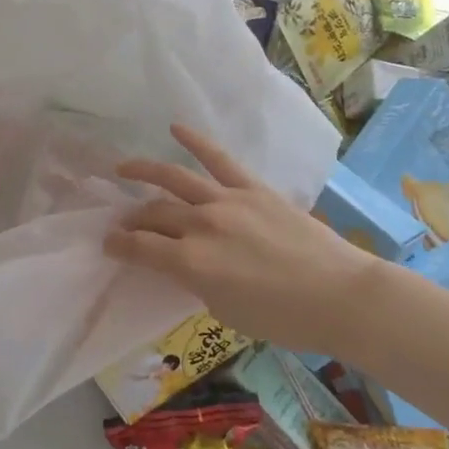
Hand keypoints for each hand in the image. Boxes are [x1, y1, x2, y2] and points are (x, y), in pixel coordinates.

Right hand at [105, 124, 378, 354]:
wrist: (339, 297)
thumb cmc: (283, 319)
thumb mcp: (225, 310)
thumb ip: (196, 281)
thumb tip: (183, 262)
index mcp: (191, 262)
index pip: (140, 247)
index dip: (118, 245)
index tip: (108, 244)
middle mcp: (201, 225)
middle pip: (154, 214)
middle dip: (132, 219)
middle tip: (122, 222)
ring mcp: (227, 200)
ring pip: (175, 178)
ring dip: (144, 171)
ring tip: (124, 168)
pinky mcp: (252, 188)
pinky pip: (218, 159)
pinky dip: (196, 141)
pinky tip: (176, 129)